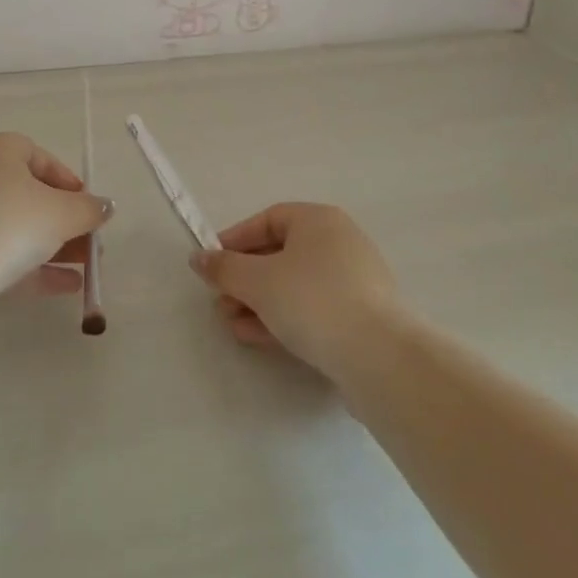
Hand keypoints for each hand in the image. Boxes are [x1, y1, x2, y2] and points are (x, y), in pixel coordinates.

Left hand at [0, 132, 113, 301]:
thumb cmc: (9, 224)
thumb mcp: (61, 214)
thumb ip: (89, 209)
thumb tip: (106, 206)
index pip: (40, 157)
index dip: (68, 182)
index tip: (88, 207)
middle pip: (30, 195)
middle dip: (65, 220)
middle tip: (91, 242)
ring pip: (16, 226)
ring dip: (54, 246)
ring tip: (86, 269)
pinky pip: (0, 251)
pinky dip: (32, 266)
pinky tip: (66, 287)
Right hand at [190, 202, 400, 376]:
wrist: (378, 357)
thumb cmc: (312, 300)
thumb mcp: (257, 280)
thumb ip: (224, 268)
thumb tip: (199, 258)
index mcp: (319, 220)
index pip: (268, 220)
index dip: (235, 240)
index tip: (212, 264)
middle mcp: (339, 242)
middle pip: (280, 254)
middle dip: (244, 279)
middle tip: (220, 301)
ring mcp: (354, 281)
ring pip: (295, 285)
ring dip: (259, 302)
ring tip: (232, 324)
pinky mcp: (360, 317)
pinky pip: (313, 309)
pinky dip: (283, 318)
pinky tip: (257, 338)